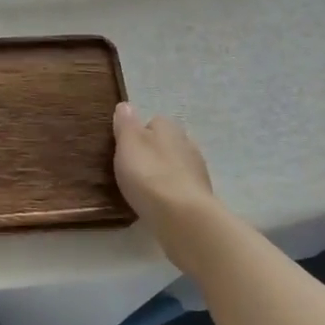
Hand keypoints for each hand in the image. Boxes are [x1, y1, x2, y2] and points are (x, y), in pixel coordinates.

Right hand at [113, 103, 230, 271]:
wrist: (183, 218)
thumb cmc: (150, 175)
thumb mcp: (128, 143)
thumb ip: (125, 123)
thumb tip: (125, 105)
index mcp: (169, 128)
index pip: (153, 122)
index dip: (138, 134)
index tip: (124, 150)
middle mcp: (187, 144)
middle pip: (165, 144)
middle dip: (152, 154)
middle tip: (132, 170)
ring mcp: (197, 172)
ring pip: (175, 166)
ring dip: (163, 174)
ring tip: (144, 190)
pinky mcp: (201, 197)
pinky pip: (180, 189)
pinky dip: (170, 194)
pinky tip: (158, 205)